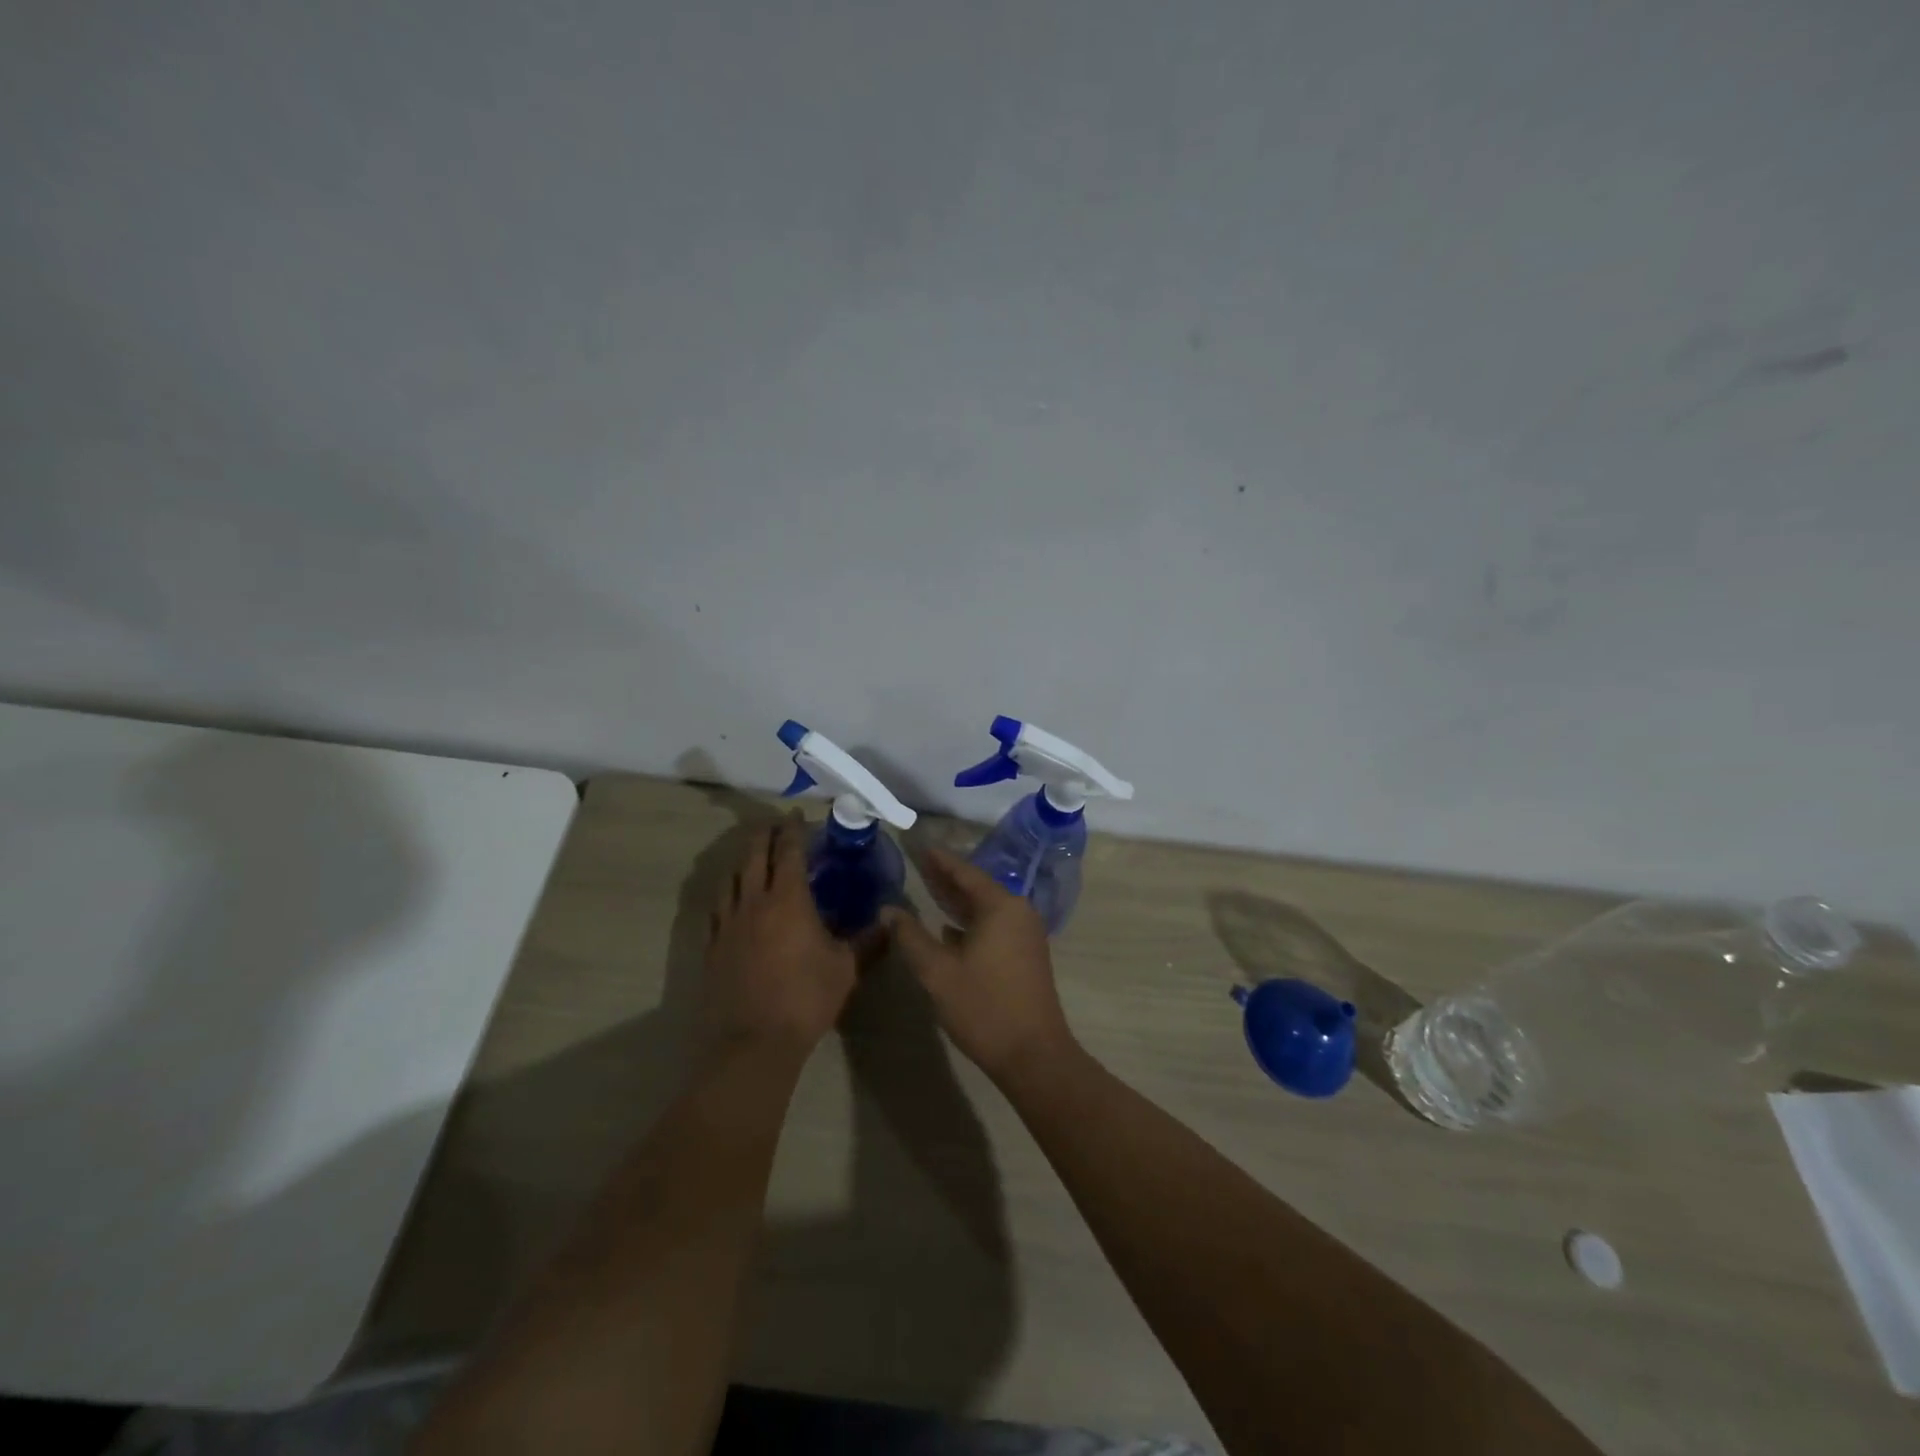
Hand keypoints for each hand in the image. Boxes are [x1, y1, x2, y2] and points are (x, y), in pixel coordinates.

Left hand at [700, 814, 855, 1065]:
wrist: (754, 1042)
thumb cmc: (806, 998)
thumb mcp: (846, 968)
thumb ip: (868, 940)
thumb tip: (889, 921)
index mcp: (788, 900)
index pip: (789, 852)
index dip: (793, 830)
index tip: (796, 815)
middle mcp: (754, 902)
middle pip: (754, 856)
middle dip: (765, 836)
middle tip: (774, 825)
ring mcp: (728, 924)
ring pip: (731, 879)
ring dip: (743, 861)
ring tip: (752, 857)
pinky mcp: (712, 947)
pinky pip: (717, 909)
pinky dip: (726, 894)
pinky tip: (732, 900)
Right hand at [880, 846, 1074, 1084]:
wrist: (1033, 1054)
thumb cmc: (984, 1007)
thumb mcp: (937, 972)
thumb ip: (910, 937)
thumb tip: (888, 909)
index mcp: (1000, 906)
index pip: (965, 872)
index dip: (940, 860)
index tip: (919, 846)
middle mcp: (1017, 912)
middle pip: (976, 887)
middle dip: (947, 878)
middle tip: (918, 863)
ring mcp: (1025, 934)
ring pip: (985, 908)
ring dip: (957, 901)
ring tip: (928, 890)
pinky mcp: (1025, 954)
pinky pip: (993, 925)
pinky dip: (969, 922)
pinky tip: (948, 928)